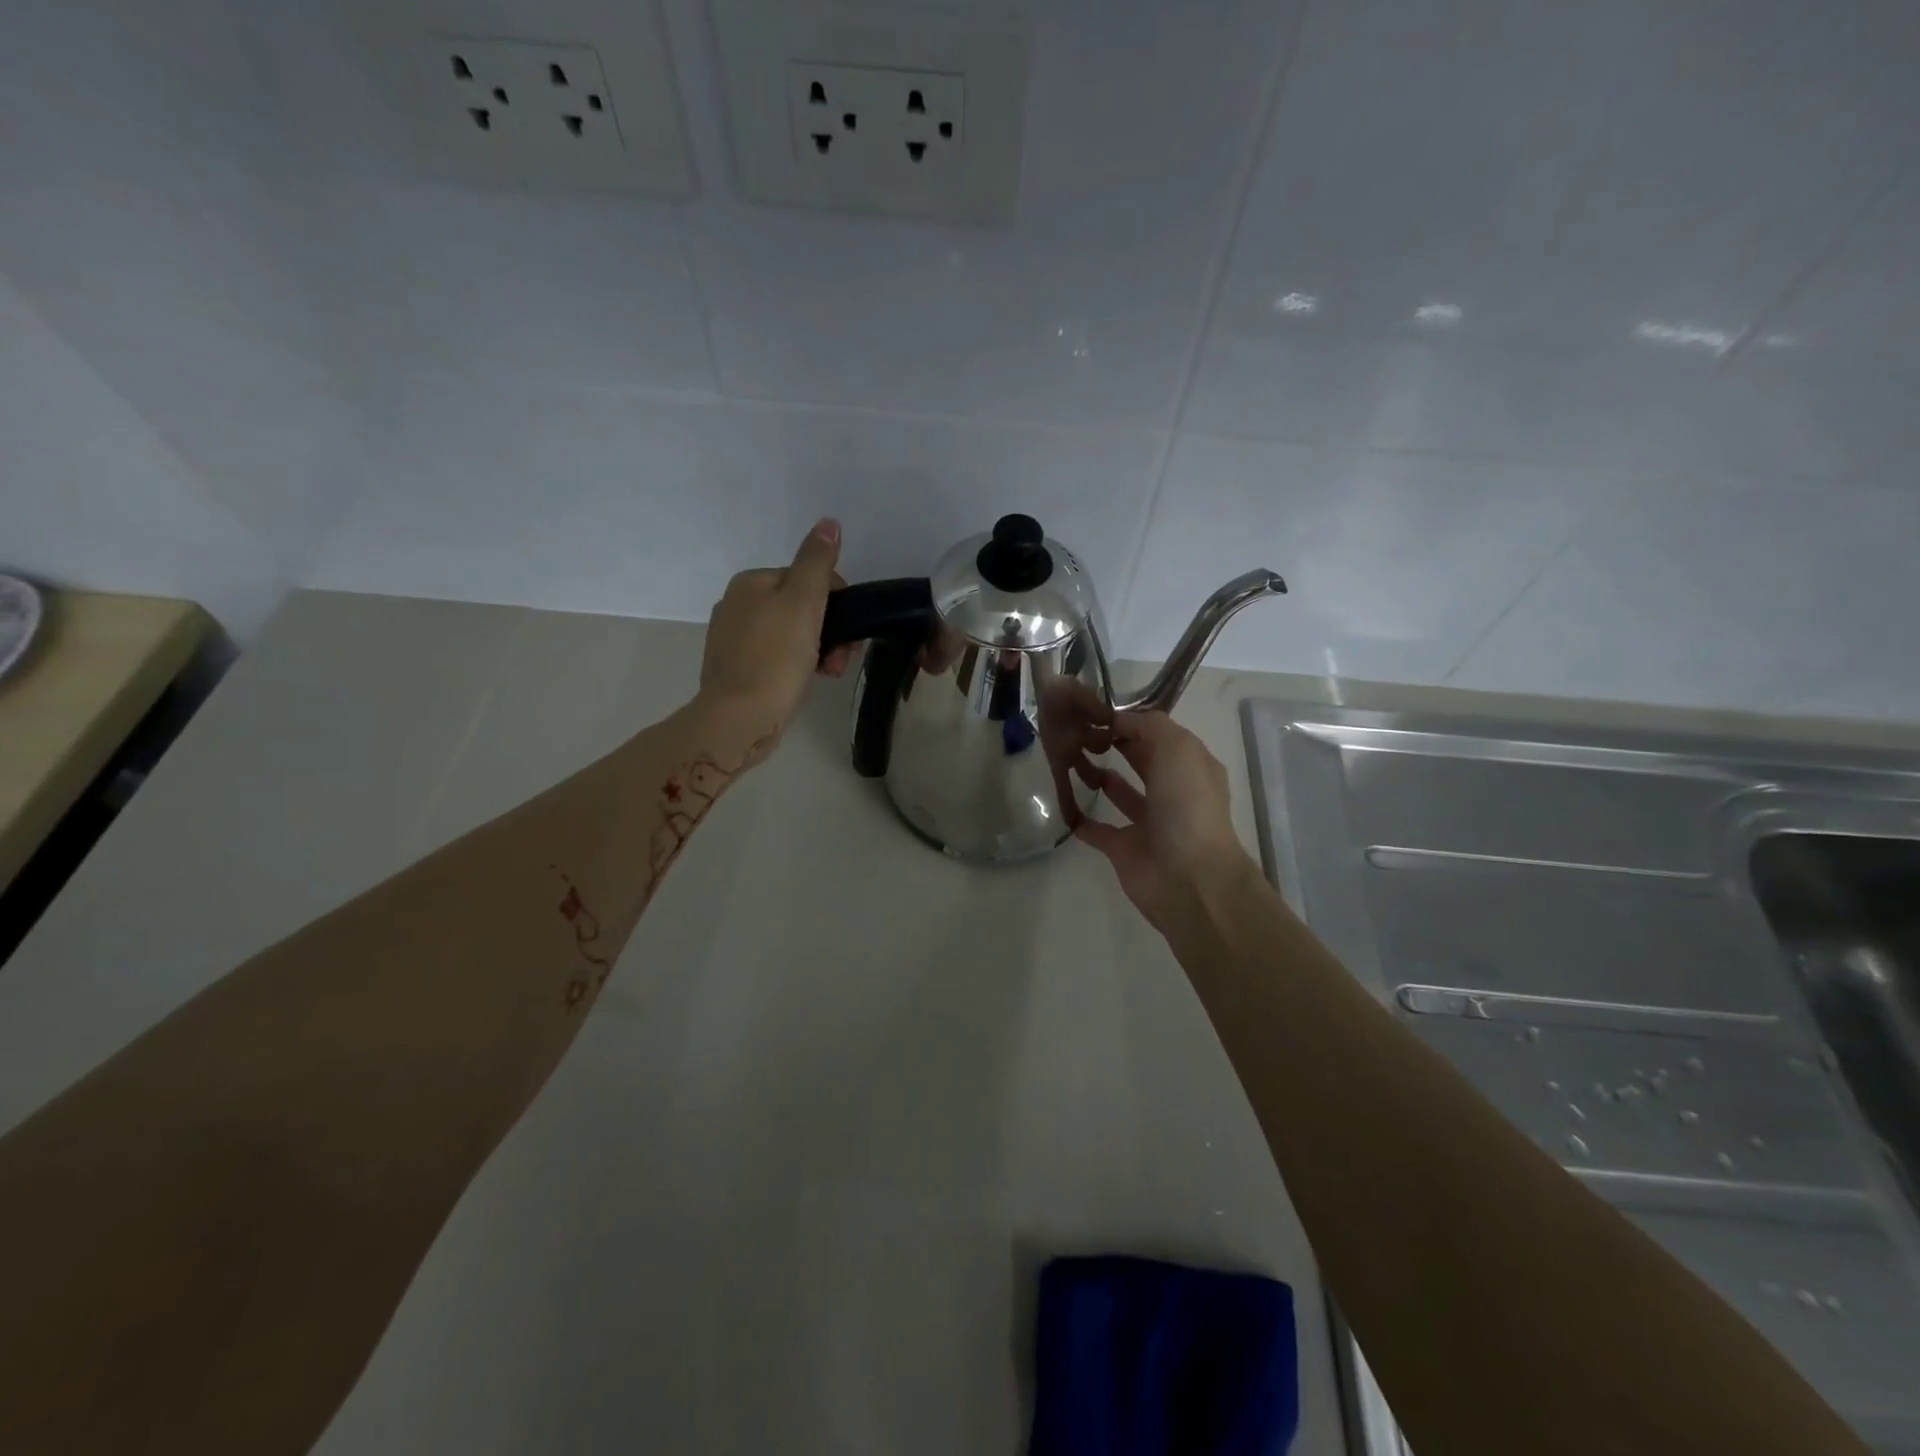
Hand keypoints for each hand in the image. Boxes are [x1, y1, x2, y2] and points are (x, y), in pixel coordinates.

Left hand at [698, 519, 853, 743]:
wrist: (739, 718)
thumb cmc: (775, 658)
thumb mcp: (803, 603)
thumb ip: (817, 562)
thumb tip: (828, 523)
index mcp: (751, 583)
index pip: (809, 578)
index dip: (837, 603)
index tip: (849, 632)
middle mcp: (737, 604)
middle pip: (801, 607)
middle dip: (830, 630)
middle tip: (840, 659)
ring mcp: (735, 639)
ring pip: (792, 634)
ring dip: (819, 650)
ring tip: (828, 673)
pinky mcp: (738, 669)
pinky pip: (778, 658)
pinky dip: (798, 666)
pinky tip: (806, 681)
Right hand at [1074, 711, 1253, 933]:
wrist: (1188, 877)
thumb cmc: (1187, 806)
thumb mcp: (1177, 749)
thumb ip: (1148, 726)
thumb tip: (1118, 720)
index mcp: (1190, 767)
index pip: (1159, 735)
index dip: (1131, 721)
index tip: (1096, 712)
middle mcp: (1172, 792)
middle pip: (1141, 760)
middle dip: (1115, 744)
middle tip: (1078, 731)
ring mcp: (1148, 822)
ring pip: (1120, 792)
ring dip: (1099, 776)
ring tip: (1070, 759)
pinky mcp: (1124, 849)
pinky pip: (1098, 829)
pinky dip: (1080, 818)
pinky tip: (1062, 801)